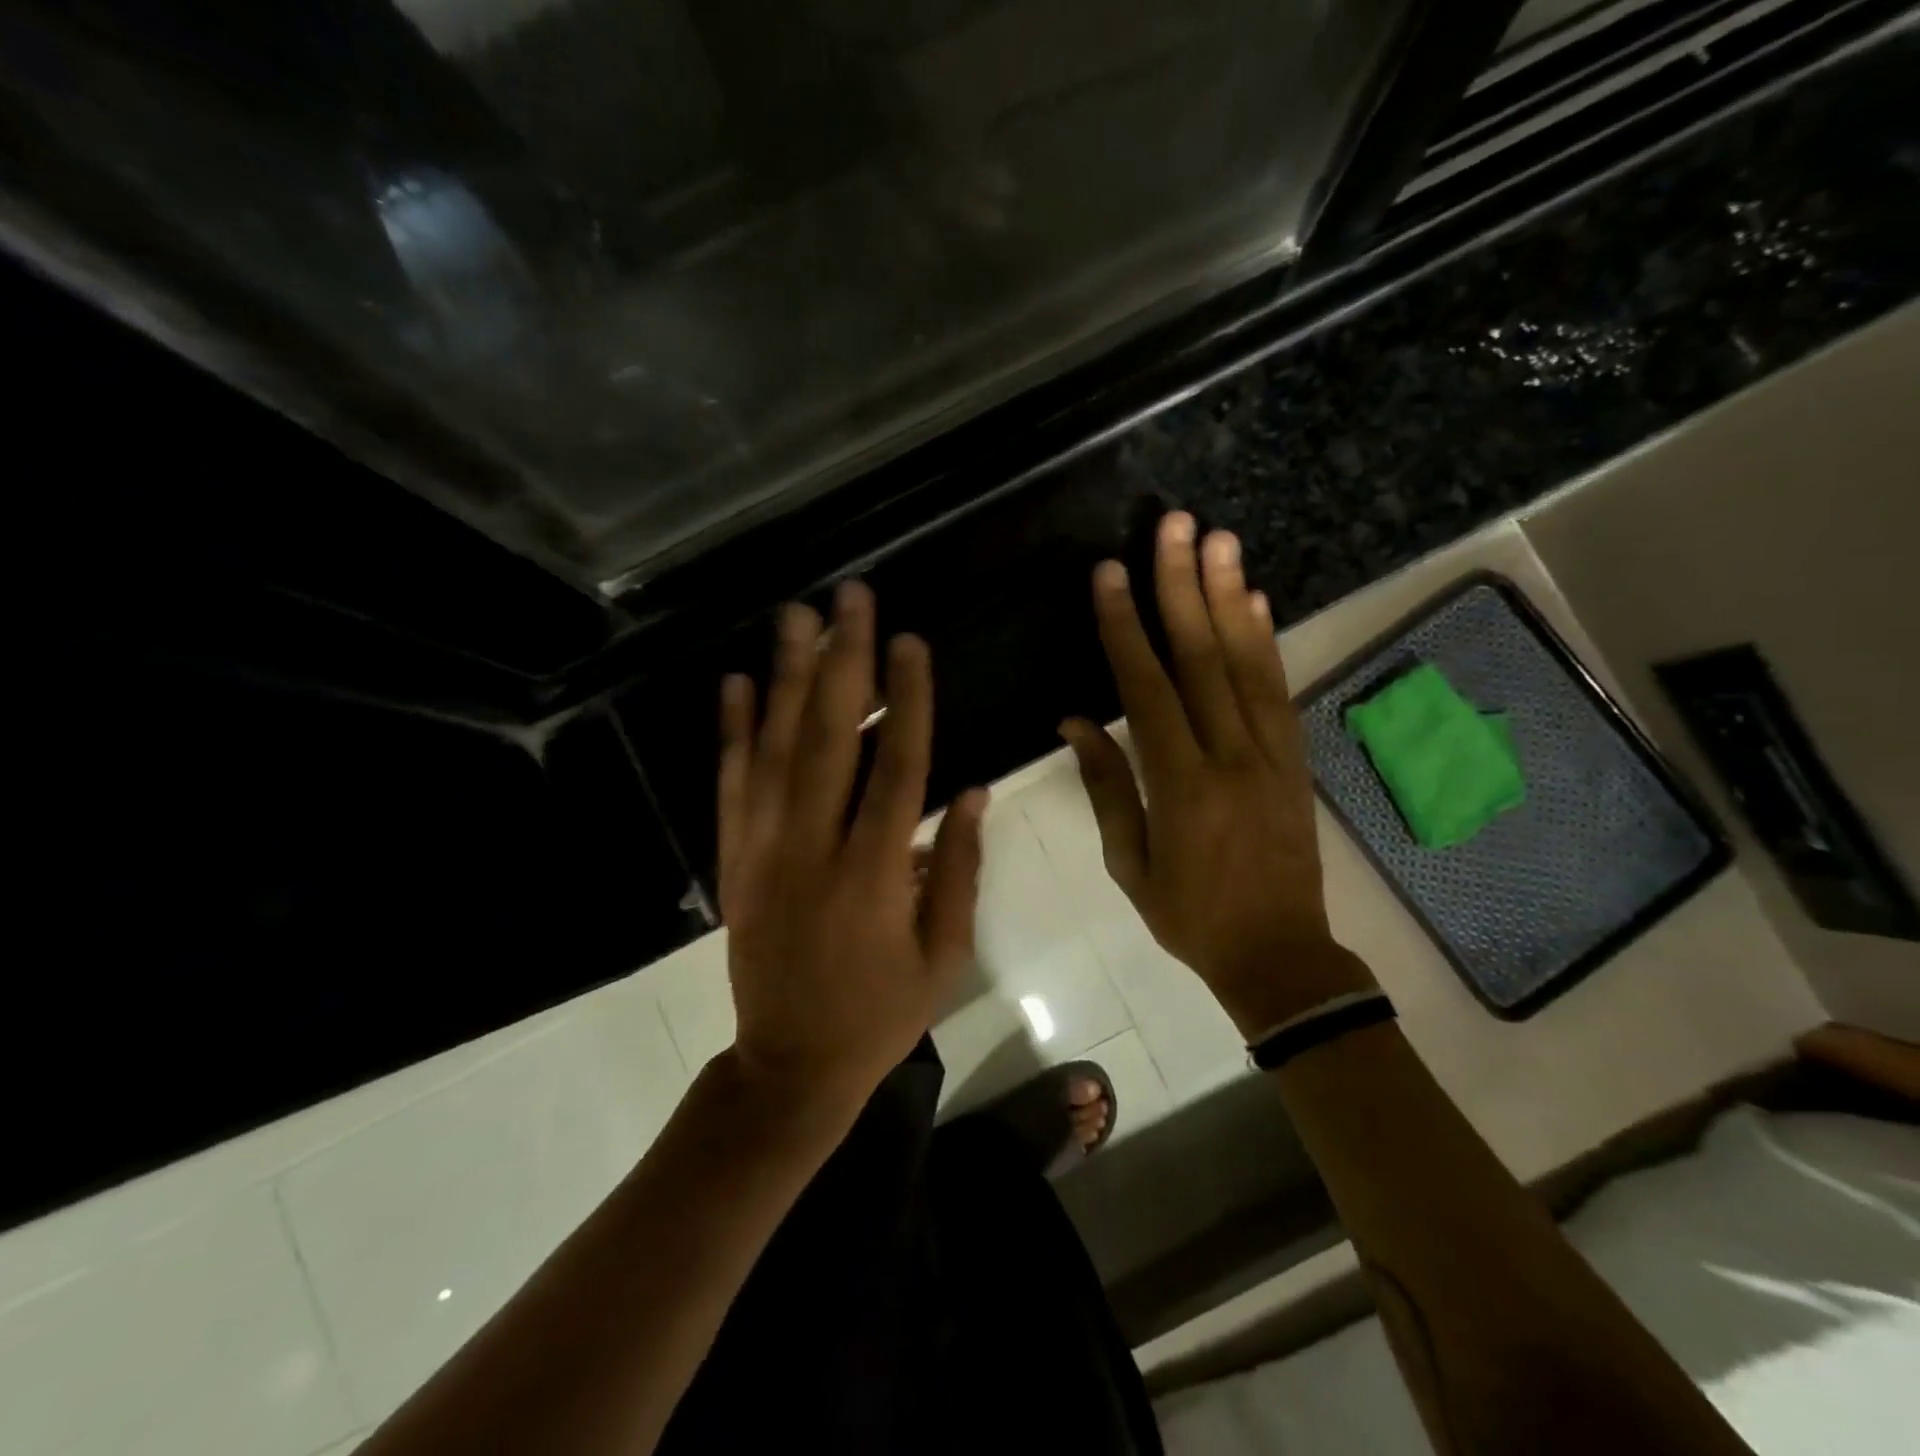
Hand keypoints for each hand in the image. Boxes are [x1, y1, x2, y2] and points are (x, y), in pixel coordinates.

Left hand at [718, 581, 986, 1112]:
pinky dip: (732, 731)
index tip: (911, 641)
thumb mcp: (943, 953)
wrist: (789, 1067)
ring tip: (796, 616)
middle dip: (842, 660)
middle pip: (830, 738)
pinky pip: (731, 785)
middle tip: (849, 597)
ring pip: (775, 749)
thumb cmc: (880, 1013)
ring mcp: (764, 850)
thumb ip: (957, 866)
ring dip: (787, 677)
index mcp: (873, 875)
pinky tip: (736, 682)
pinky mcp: (734, 860)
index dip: (907, 701)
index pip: (897, 768)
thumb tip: (972, 790)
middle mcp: (812, 849)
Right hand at [1062, 511, 1374, 1036]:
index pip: (1147, 690)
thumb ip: (1107, 787)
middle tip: (1176, 526)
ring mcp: (1272, 753)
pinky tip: (1255, 600)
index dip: (1125, 629)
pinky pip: (1279, 691)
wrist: (1280, 955)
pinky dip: (1266, 641)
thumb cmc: (1190, 916)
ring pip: (1248, 663)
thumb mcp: (1130, 864)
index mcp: (1182, 786)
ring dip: (1231, 596)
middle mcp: (1231, 756)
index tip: (1110, 575)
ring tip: (1218, 540)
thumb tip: (1075, 721)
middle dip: (1183, 587)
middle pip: (1204, 658)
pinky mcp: (1296, 759)